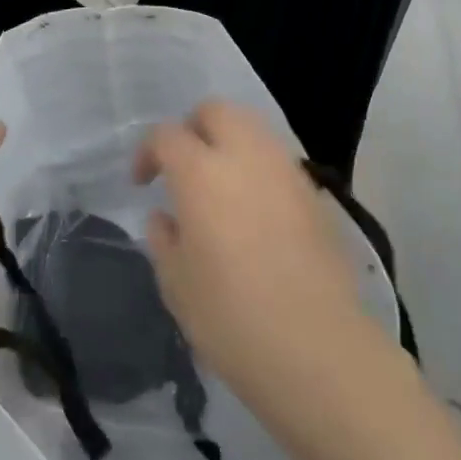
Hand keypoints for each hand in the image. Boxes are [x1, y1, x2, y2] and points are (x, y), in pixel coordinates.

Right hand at [133, 101, 368, 388]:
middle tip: (183, 168)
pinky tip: (254, 211)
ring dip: (229, 144)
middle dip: (193, 129)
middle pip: (217, 111)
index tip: (143, 184)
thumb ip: (164, 239)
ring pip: (254, 129)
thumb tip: (167, 217)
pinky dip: (259, 169)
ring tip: (220, 188)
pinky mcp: (316, 195)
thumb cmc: (231, 318)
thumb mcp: (176, 284)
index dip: (148, 153)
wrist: (316, 349)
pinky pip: (279, 161)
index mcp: (201, 173)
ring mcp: (287, 172)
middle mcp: (246, 157)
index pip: (167, 135)